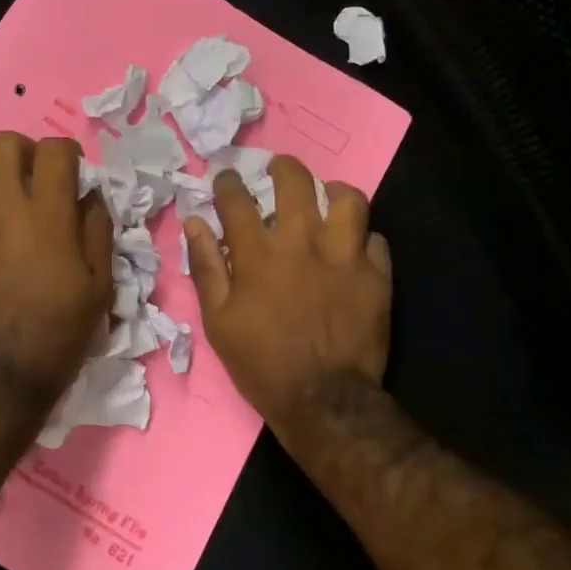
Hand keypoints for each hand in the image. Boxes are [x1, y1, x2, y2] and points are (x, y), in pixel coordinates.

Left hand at [0, 132, 111, 417]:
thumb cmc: (60, 332)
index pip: (54, 150)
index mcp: (46, 214)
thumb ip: (98, 230)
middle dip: (26, 152)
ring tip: (22, 224)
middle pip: (3, 144)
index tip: (76, 176)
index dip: (70, 154)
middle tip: (42, 182)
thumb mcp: (100, 286)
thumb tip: (89, 197)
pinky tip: (0, 264)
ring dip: (6, 188)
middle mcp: (3, 210)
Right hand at [183, 155, 391, 427]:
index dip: (229, 182)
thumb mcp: (218, 321)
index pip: (238, 200)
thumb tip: (194, 223)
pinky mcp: (376, 275)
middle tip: (279, 169)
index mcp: (258, 255)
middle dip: (283, 167)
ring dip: (333, 192)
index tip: (227, 179)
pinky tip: (354, 245)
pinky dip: (362, 237)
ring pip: (348, 199)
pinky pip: (375, 238)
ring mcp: (344, 256)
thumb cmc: (262, 363)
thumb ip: (206, 267)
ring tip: (326, 196)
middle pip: (295, 182)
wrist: (324, 401)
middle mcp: (302, 243)